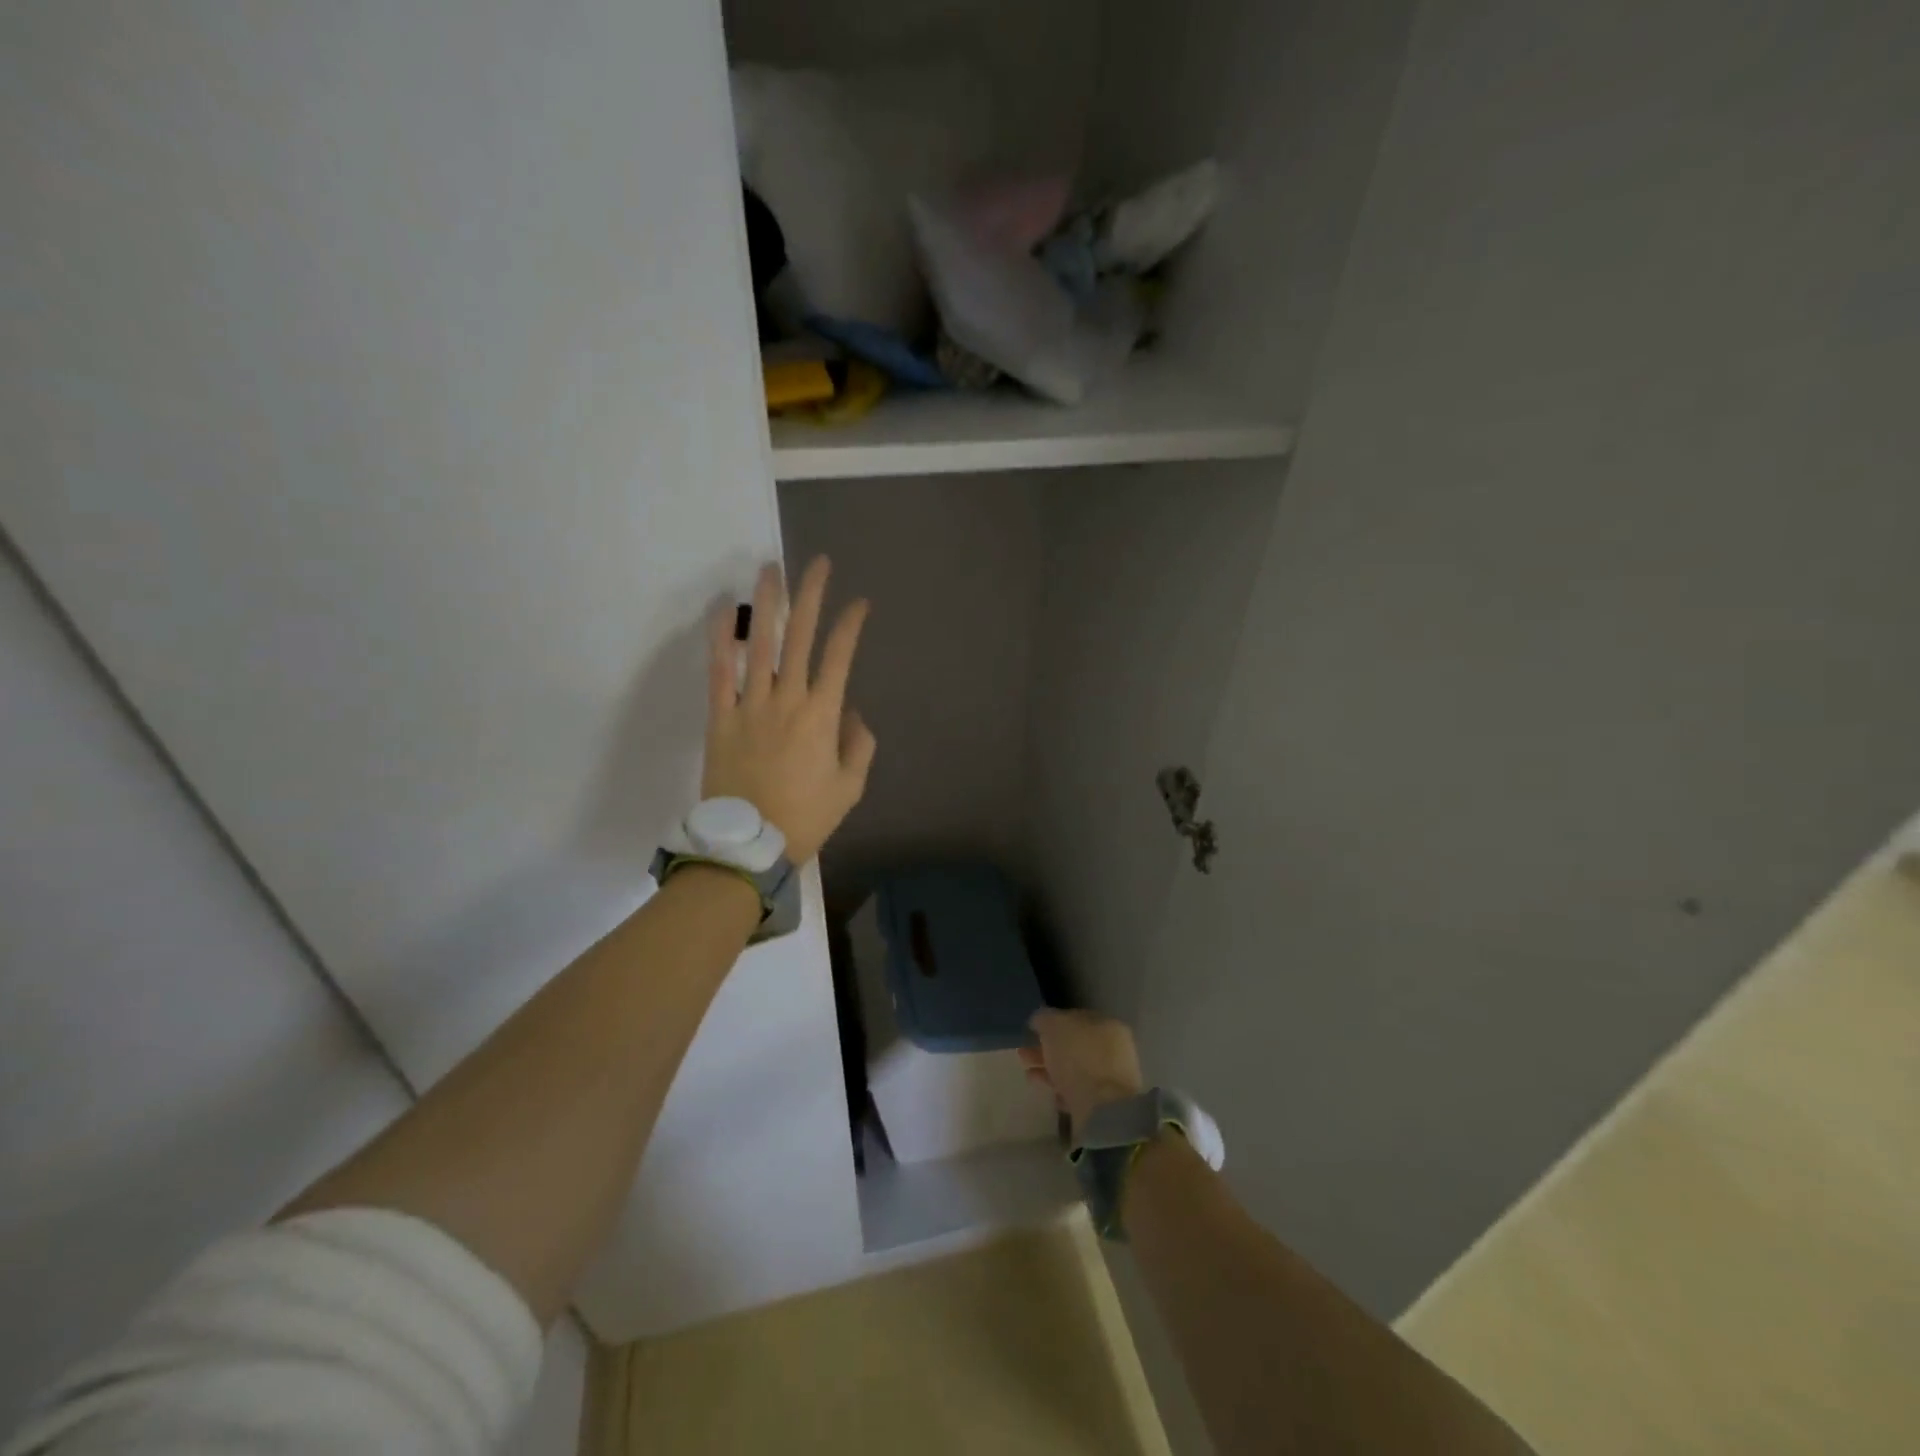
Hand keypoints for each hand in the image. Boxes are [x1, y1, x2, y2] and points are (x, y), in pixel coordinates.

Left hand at [703, 557, 876, 864]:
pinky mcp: (720, 717)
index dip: (851, 624)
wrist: (749, 845)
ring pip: (761, 644)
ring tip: (771, 569)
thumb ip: (859, 744)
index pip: (840, 656)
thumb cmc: (805, 817)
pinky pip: (719, 671)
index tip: (860, 602)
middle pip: (802, 637)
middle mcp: (788, 699)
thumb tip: (852, 712)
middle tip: (819, 563)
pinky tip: (726, 611)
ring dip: (768, 603)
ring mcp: (750, 705)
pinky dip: (722, 639)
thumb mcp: (850, 786)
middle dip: (812, 595)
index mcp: (823, 715)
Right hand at [1020, 1009, 1146, 1136]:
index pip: (1076, 1019)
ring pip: (1072, 1069)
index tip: (1033, 1030)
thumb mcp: (1054, 1026)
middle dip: (1046, 1048)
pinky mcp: (1099, 1105)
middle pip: (1072, 1046)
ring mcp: (1107, 1079)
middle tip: (1023, 1053)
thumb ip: (1044, 1019)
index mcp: (1106, 1026)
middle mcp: (1110, 1050)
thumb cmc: (1080, 1056)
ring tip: (1028, 1073)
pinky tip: (1045, 1092)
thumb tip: (1039, 1020)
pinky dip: (1060, 1091)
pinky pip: (1075, 1093)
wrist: (1102, 1108)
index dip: (1053, 1023)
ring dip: (1048, 1070)